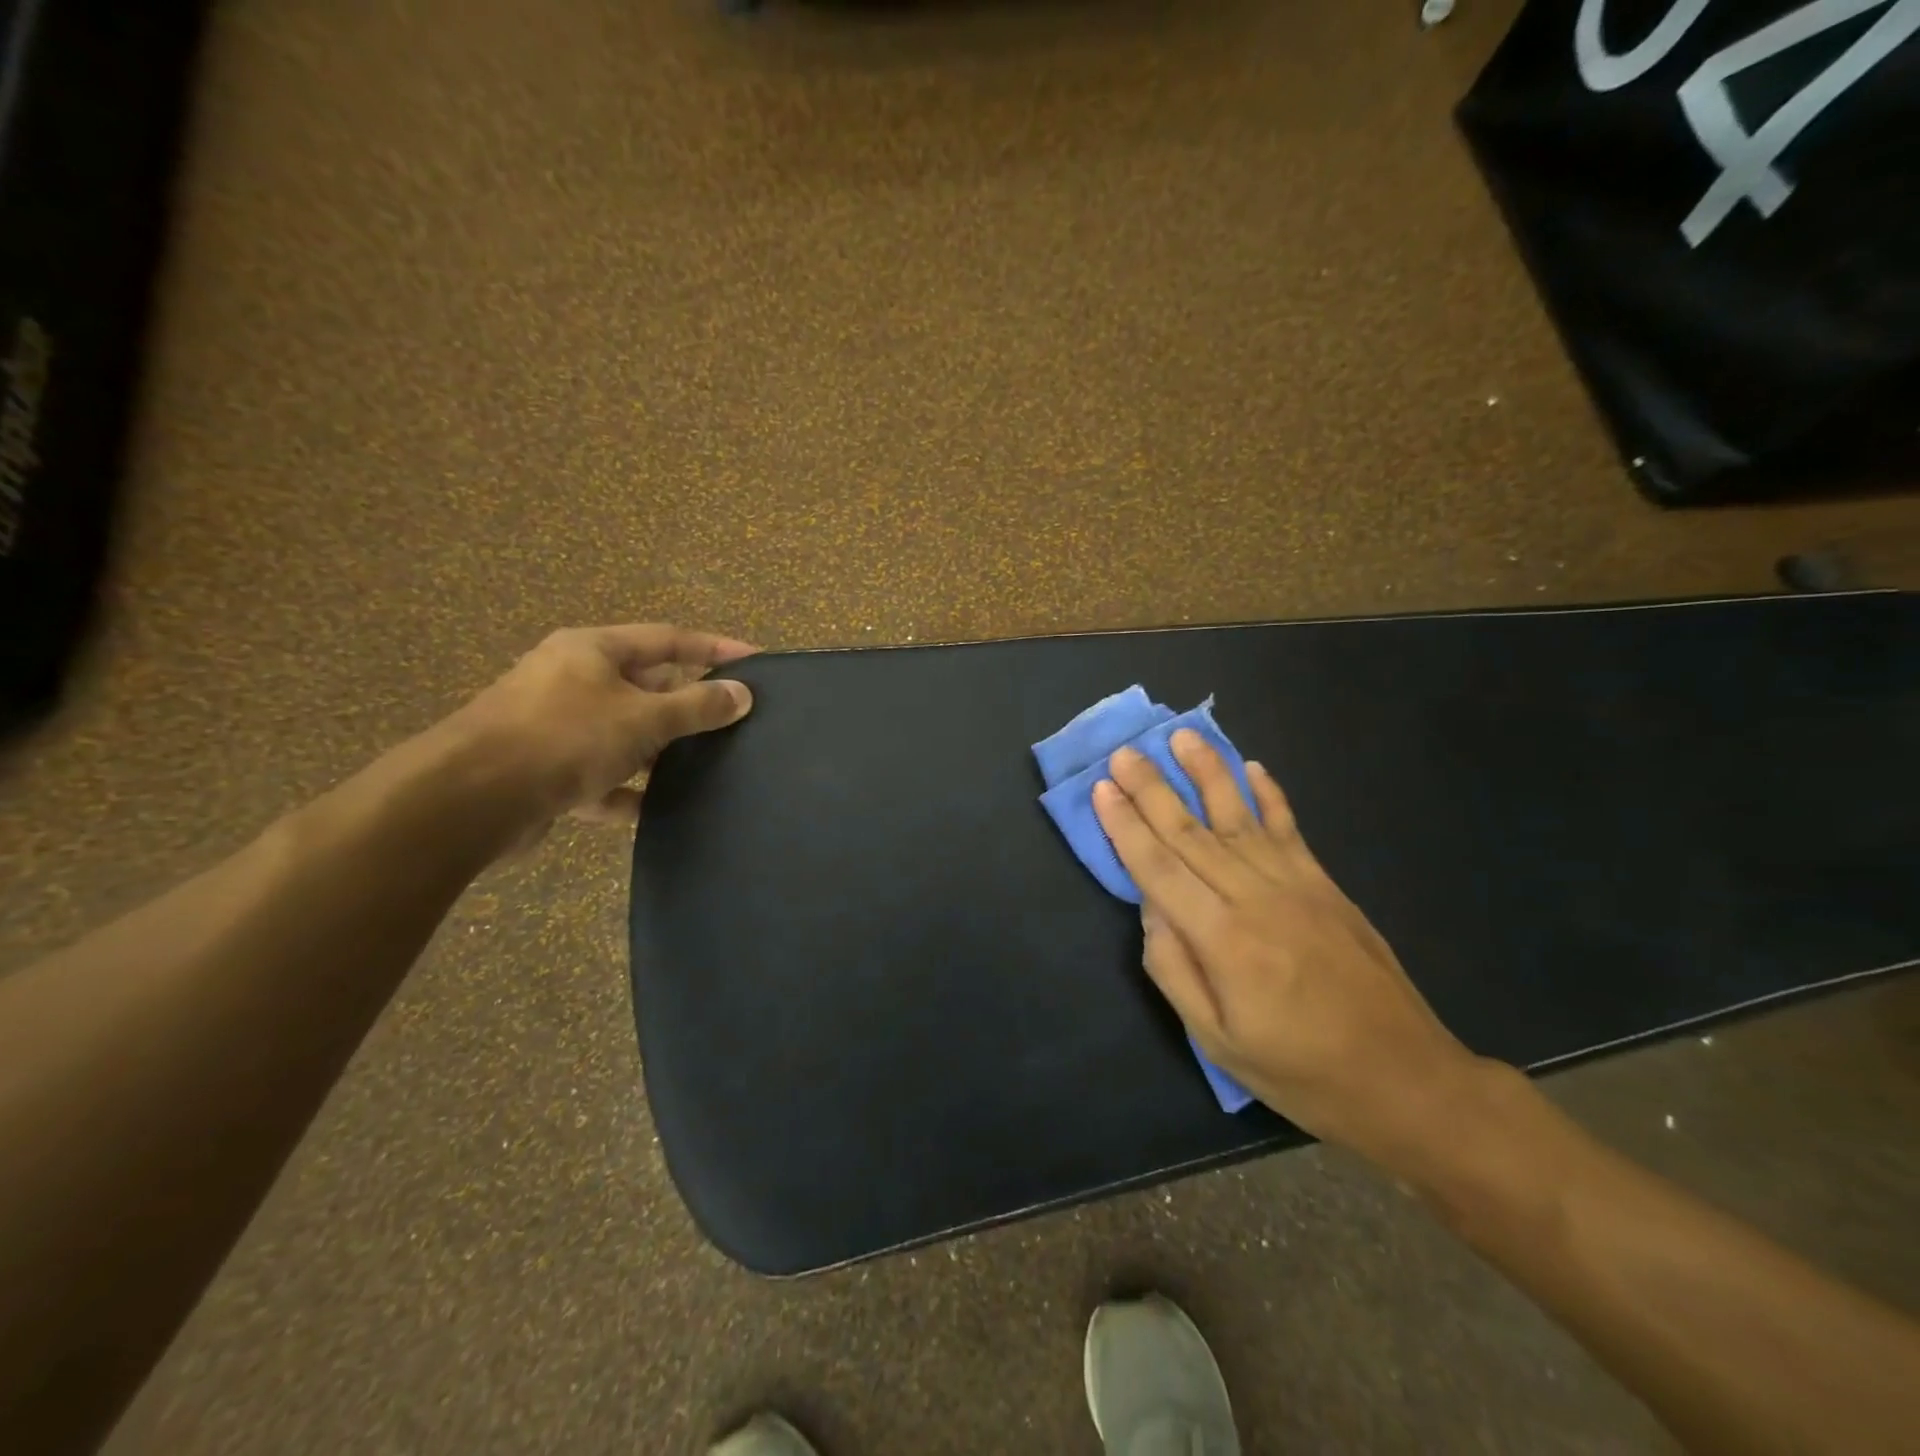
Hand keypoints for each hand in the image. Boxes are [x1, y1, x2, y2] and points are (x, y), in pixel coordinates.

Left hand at [445, 623, 755, 838]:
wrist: (470, 800)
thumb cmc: (564, 738)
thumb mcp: (642, 718)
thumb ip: (697, 707)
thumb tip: (742, 695)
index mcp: (592, 651)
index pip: (668, 639)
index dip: (714, 647)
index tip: (757, 661)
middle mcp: (572, 681)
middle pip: (646, 686)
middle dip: (688, 705)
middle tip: (735, 721)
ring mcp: (556, 727)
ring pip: (624, 734)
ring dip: (660, 751)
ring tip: (707, 767)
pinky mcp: (546, 772)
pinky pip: (600, 776)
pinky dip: (626, 790)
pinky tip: (653, 809)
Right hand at [1092, 730, 1481, 1158]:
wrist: (1404, 1079)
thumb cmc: (1300, 1071)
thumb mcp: (1217, 1041)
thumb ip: (1174, 969)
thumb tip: (1151, 909)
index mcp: (1224, 939)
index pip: (1160, 868)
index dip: (1126, 826)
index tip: (1102, 788)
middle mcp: (1257, 897)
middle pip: (1191, 832)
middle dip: (1152, 788)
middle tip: (1124, 752)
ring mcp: (1297, 885)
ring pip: (1239, 816)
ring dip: (1207, 772)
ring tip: (1182, 736)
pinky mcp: (1325, 885)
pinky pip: (1289, 828)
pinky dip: (1268, 795)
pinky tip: (1251, 768)